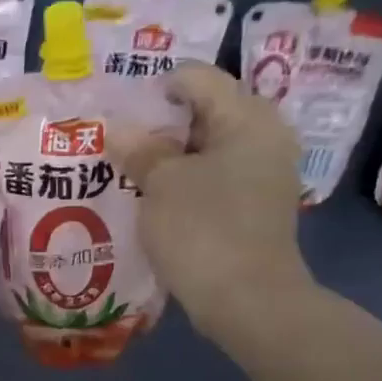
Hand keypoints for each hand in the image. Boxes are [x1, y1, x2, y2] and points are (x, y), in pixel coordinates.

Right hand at [118, 64, 313, 346]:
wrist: (248, 302)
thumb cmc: (204, 230)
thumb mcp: (161, 184)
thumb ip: (140, 149)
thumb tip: (118, 129)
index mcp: (247, 117)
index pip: (196, 78)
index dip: (152, 90)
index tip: (118, 115)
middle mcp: (264, 136)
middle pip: (203, 112)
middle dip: (158, 127)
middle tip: (117, 145)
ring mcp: (263, 174)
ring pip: (206, 150)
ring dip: (168, 159)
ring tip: (128, 174)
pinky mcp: (254, 208)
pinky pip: (213, 180)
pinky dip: (184, 184)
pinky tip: (153, 201)